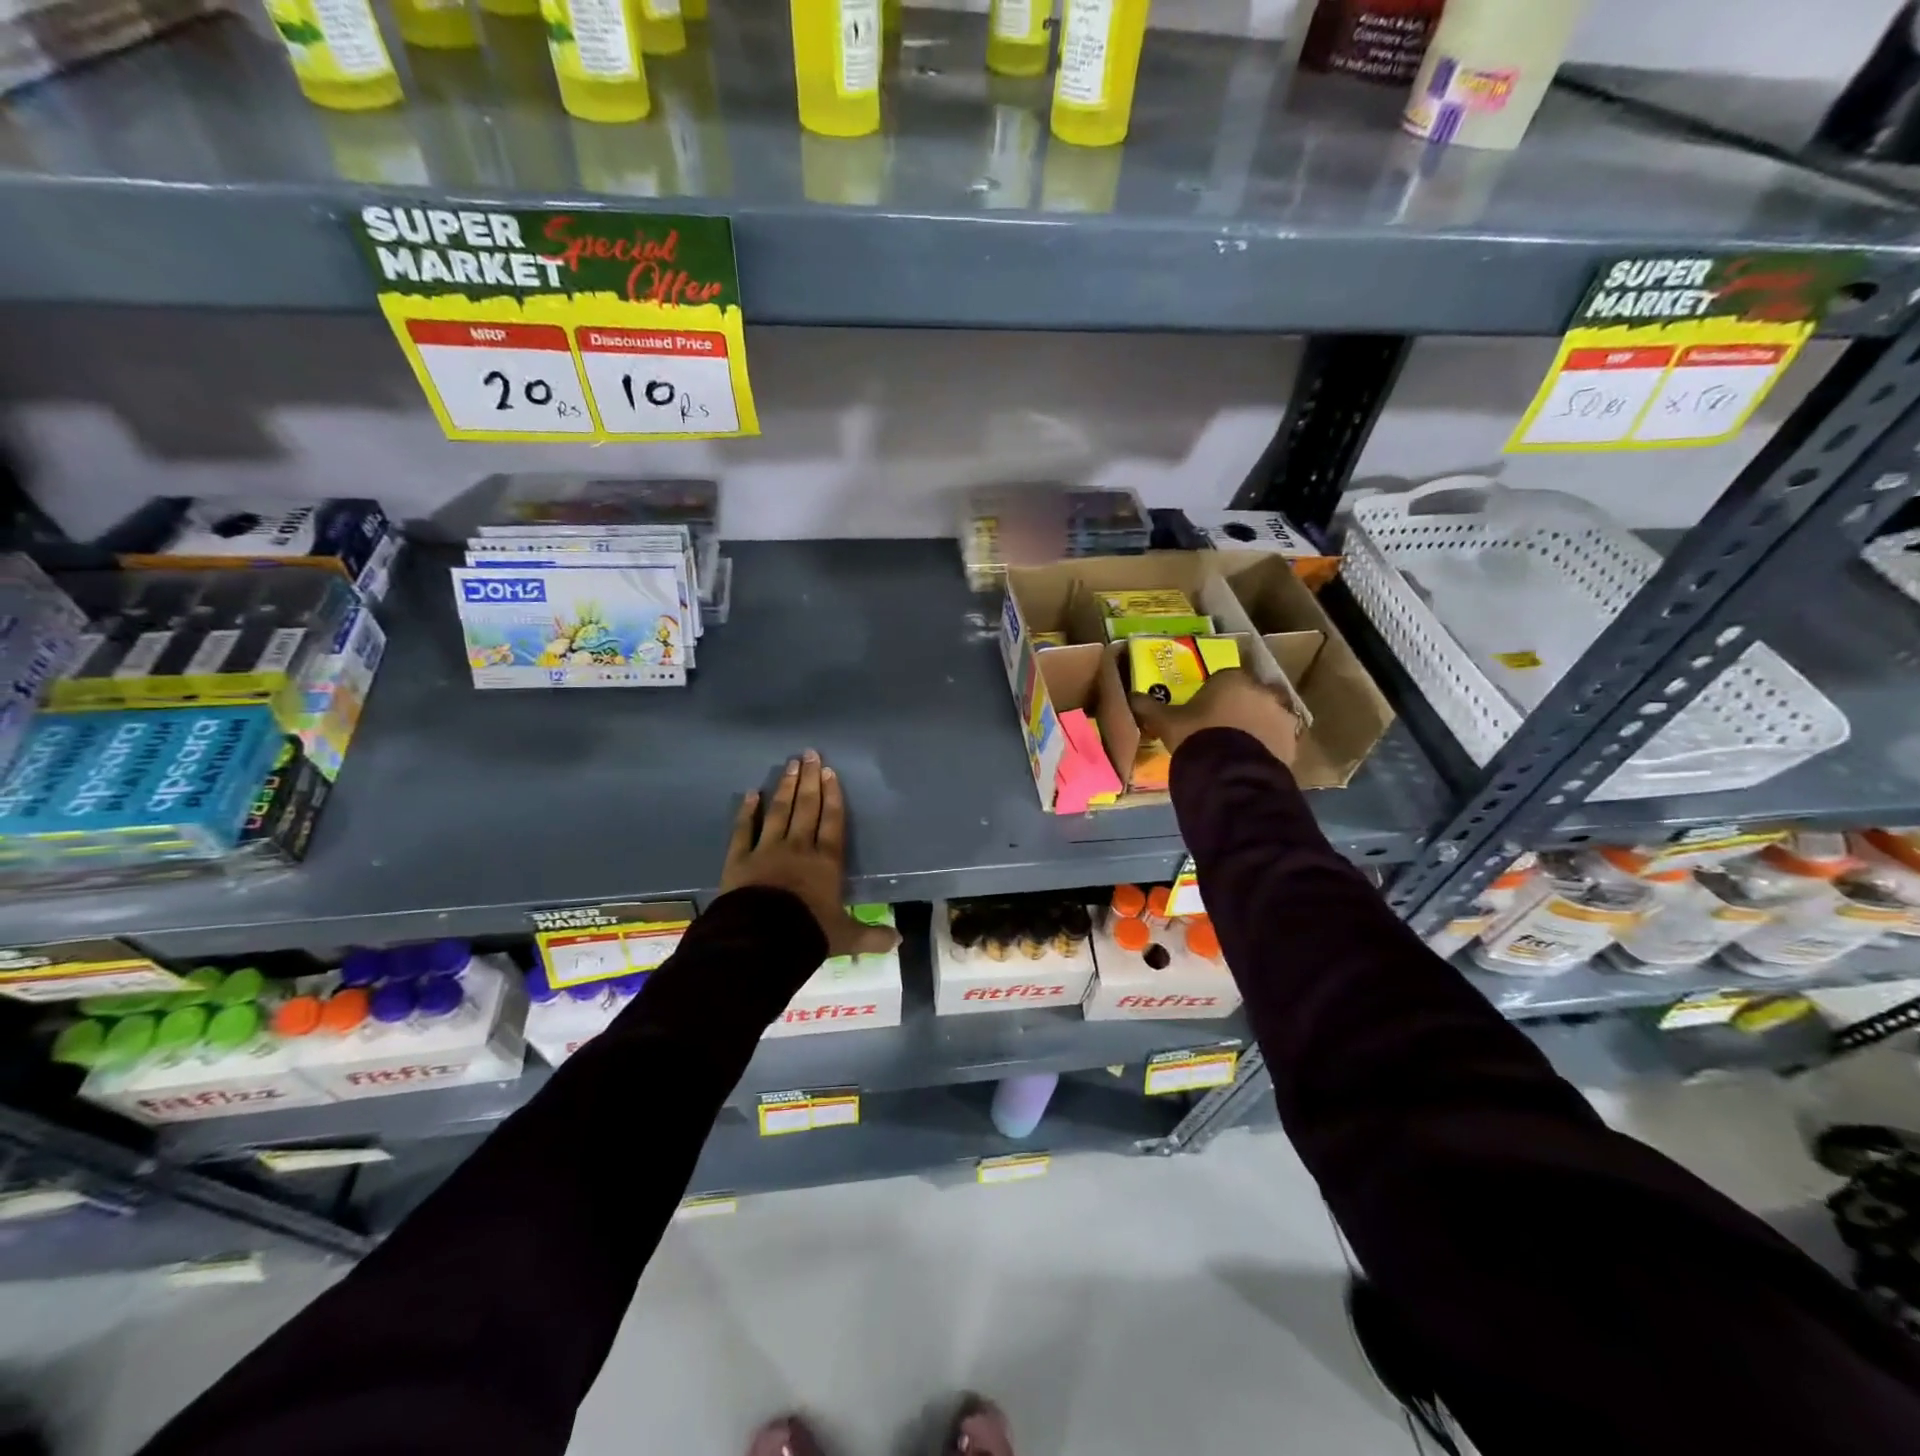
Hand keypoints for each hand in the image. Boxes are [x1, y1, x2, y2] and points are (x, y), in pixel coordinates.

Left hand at [720, 750, 899, 958]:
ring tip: (790, 764)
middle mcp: (799, 848)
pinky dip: (747, 811)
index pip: (832, 822)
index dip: (833, 796)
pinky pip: (743, 830)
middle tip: (810, 754)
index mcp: (826, 862)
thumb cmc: (808, 933)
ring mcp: (767, 850)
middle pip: (806, 808)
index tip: (830, 772)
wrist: (761, 939)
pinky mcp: (739, 859)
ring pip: (779, 812)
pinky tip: (752, 794)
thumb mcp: (845, 938)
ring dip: (785, 787)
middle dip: (810, 780)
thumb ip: (871, 937)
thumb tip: (900, 942)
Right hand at [1130, 669, 1300, 764]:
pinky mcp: (1292, 742)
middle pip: (1248, 695)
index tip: (1203, 711)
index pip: (1223, 679)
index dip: (1213, 694)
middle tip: (1220, 729)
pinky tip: (1249, 762)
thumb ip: (1150, 708)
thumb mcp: (1167, 722)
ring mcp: (1281, 716)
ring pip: (1265, 717)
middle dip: (1238, 708)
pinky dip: (1266, 748)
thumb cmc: (1196, 736)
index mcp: (1232, 678)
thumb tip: (1131, 697)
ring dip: (1255, 727)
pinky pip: (1276, 741)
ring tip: (1236, 749)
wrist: (1229, 771)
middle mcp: (1261, 690)